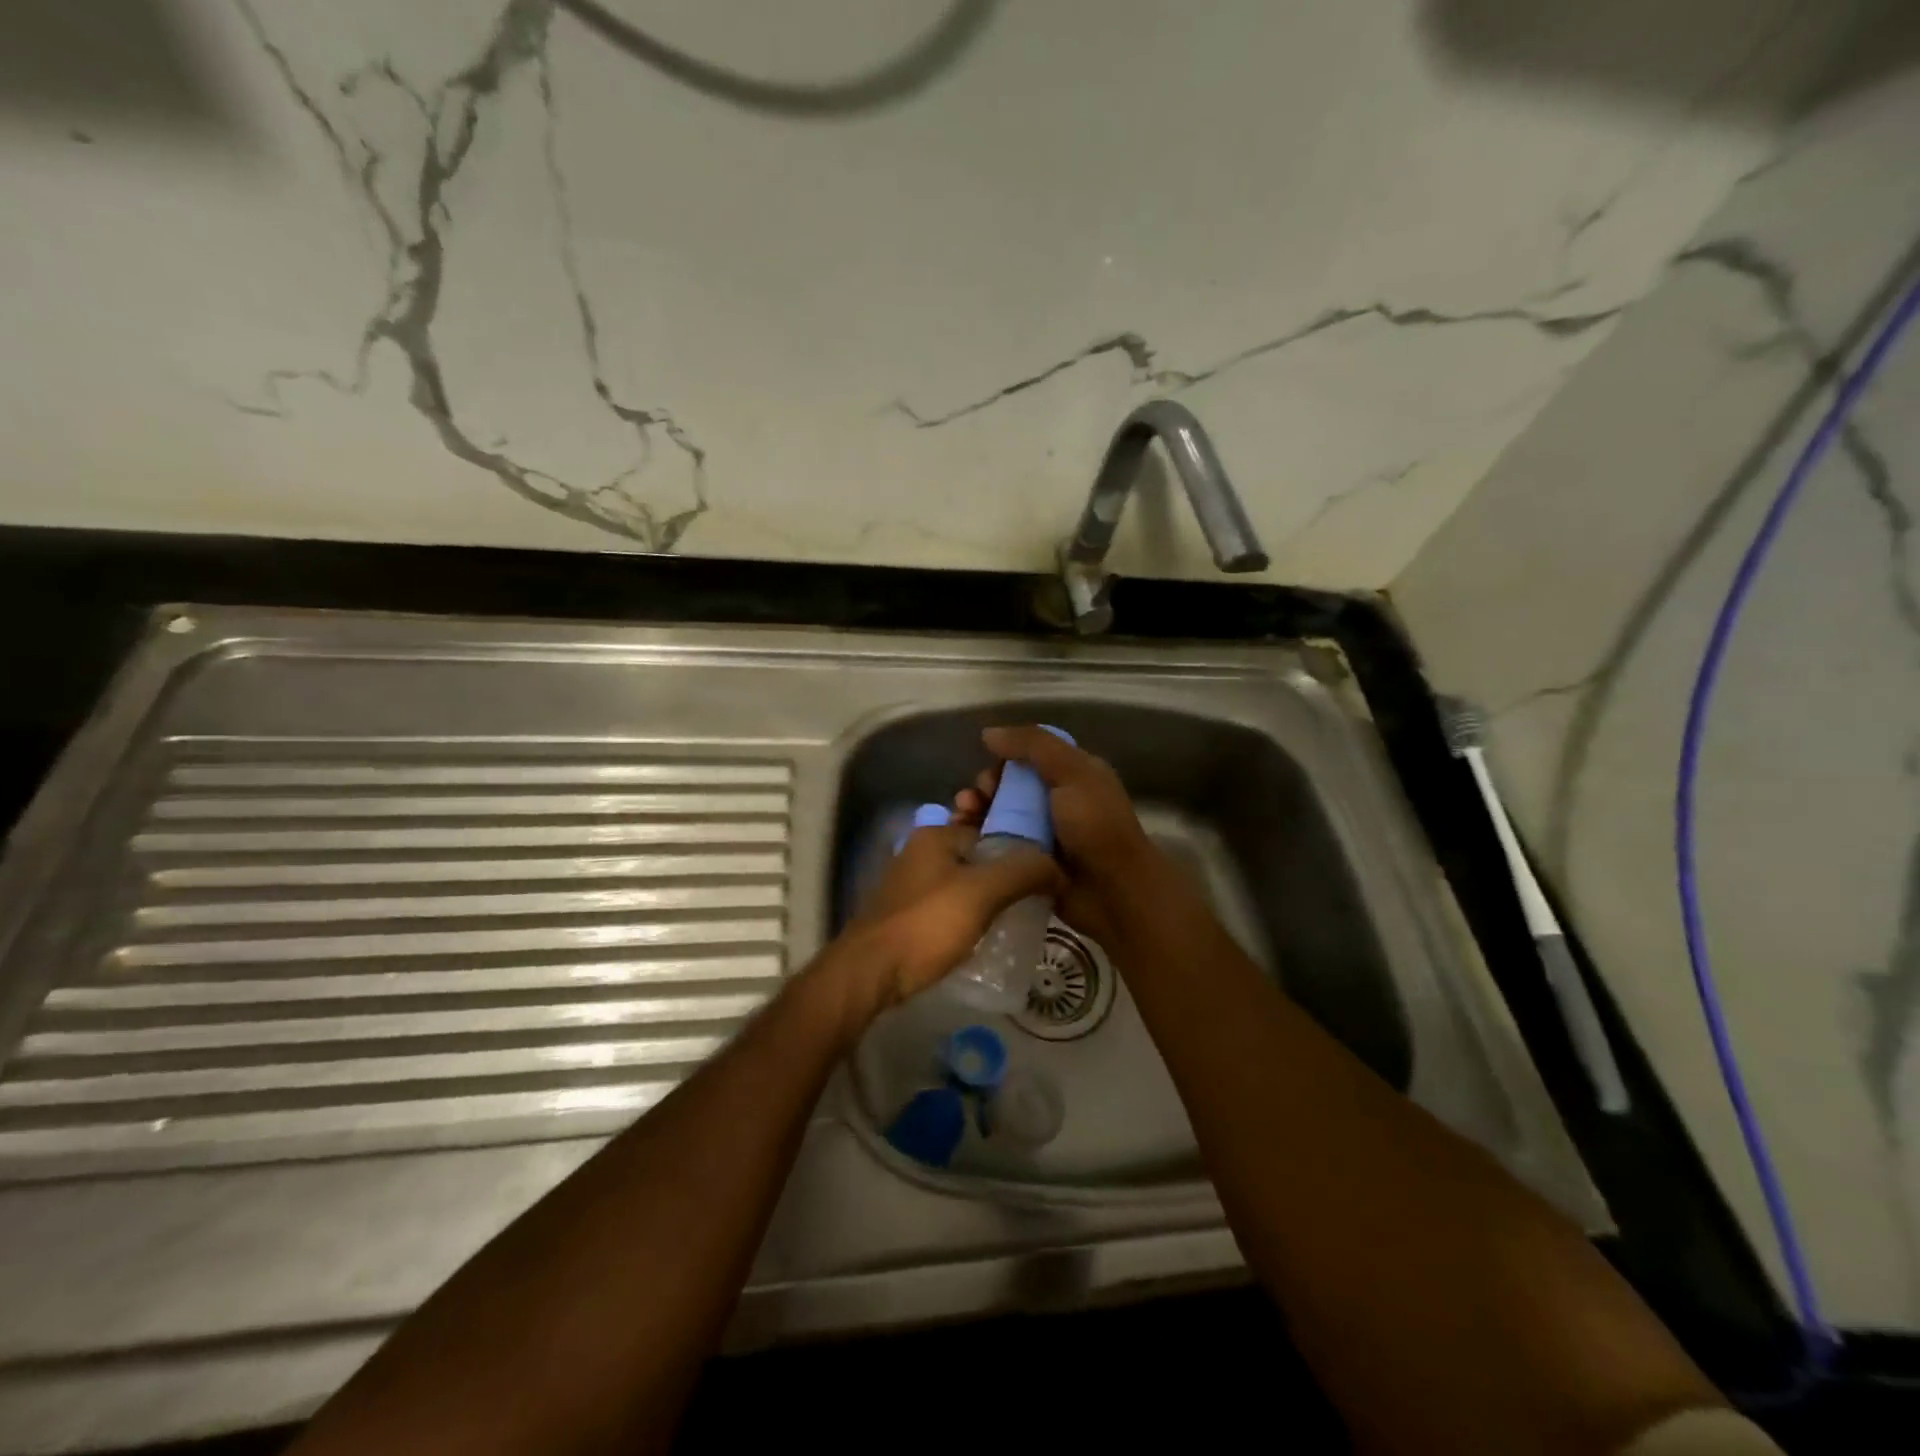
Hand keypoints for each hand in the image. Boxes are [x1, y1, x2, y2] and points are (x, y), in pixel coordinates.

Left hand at [833, 820, 1061, 1021]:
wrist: (869, 973)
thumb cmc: (926, 924)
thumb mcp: (983, 893)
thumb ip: (1023, 872)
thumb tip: (1059, 868)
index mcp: (935, 835)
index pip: (990, 830)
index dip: (1019, 851)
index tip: (1044, 879)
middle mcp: (920, 852)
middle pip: (976, 858)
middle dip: (1004, 877)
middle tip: (1033, 902)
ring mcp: (909, 885)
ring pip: (961, 884)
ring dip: (986, 900)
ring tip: (1016, 921)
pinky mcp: (904, 916)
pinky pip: (947, 908)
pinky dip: (967, 917)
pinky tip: (984, 937)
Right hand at [954, 725, 1160, 948]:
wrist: (1113, 892)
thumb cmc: (1096, 826)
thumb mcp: (1072, 772)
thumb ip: (1033, 745)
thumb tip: (988, 734)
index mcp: (1073, 775)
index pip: (1028, 757)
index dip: (1004, 762)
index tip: (989, 776)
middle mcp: (1057, 802)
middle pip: (1009, 787)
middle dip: (984, 790)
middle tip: (970, 802)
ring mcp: (1042, 835)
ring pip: (999, 817)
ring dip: (976, 815)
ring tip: (960, 821)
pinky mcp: (1030, 864)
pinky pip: (998, 847)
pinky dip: (979, 842)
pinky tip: (961, 842)